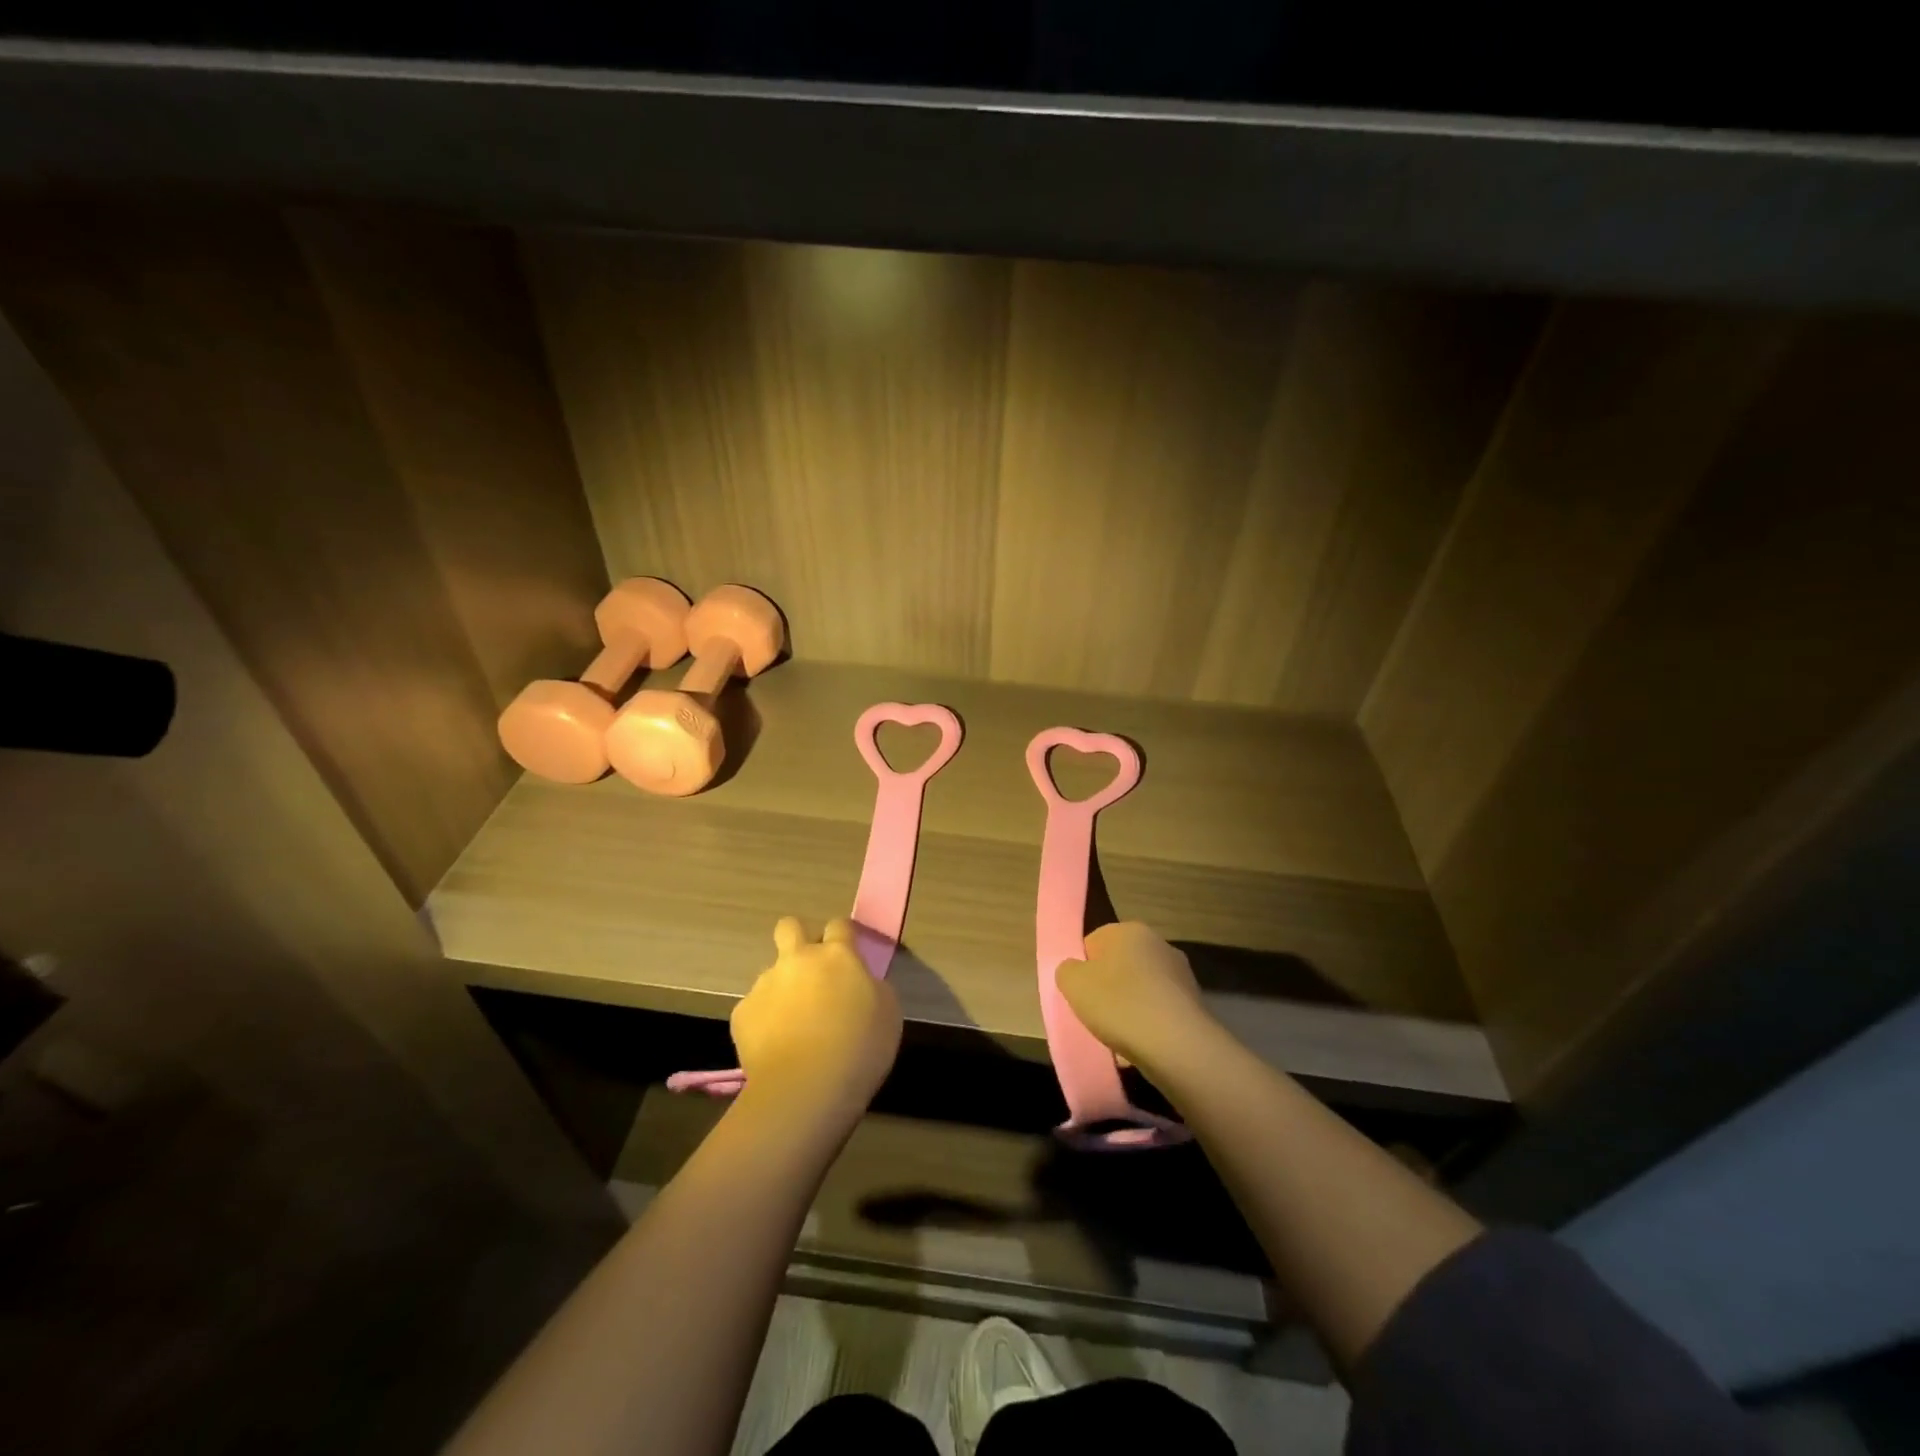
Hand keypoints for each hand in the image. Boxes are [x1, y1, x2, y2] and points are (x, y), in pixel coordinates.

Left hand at [730, 917, 901, 1125]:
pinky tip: (775, 1047)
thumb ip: (872, 987)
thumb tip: (861, 983)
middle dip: (797, 937)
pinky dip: (764, 1022)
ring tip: (793, 1027)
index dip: (842, 936)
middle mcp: (798, 959)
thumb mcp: (888, 1012)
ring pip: (772, 974)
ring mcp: (766, 984)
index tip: (847, 954)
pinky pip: (754, 1009)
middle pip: (789, 926)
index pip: (839, 925)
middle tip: (809, 969)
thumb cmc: (860, 1047)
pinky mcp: (742, 1013)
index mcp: (837, 955)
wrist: (807, 1087)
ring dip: (783, 989)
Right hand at [1057, 922, 1216, 1078]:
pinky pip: (1159, 1011)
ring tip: (1118, 1036)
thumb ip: (1067, 971)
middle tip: (1096, 1014)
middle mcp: (1159, 944)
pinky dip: (1149, 1025)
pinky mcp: (1194, 1004)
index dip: (1082, 969)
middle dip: (1107, 988)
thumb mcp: (1073, 984)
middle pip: (1119, 965)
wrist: (1177, 1046)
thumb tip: (1075, 970)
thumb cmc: (1119, 1004)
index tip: (1079, 994)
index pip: (1093, 943)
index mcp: (1129, 930)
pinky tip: (1141, 1045)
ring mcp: (1180, 974)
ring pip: (1140, 990)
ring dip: (1129, 1007)